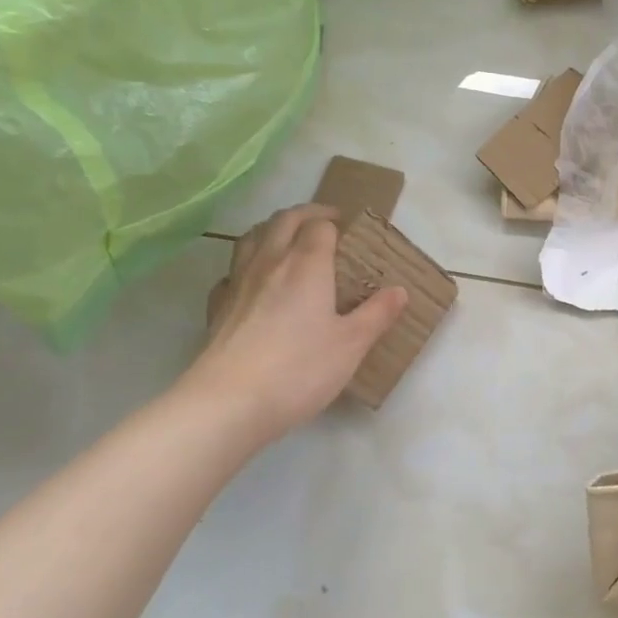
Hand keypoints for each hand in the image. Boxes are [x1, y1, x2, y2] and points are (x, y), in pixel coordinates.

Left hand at [182, 205, 406, 443]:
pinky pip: (231, 272)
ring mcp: (237, 283)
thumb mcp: (351, 345)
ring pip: (251, 238)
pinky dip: (246, 265)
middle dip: (305, 214)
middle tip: (324, 222)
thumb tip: (400, 291)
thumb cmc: (299, 369)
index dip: (335, 222)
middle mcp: (270, 263)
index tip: (350, 229)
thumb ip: (377, 314)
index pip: (319, 226)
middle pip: (283, 221)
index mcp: (307, 265)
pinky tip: (253, 283)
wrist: (228, 403)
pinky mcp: (217, 308)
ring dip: (272, 230)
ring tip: (288, 241)